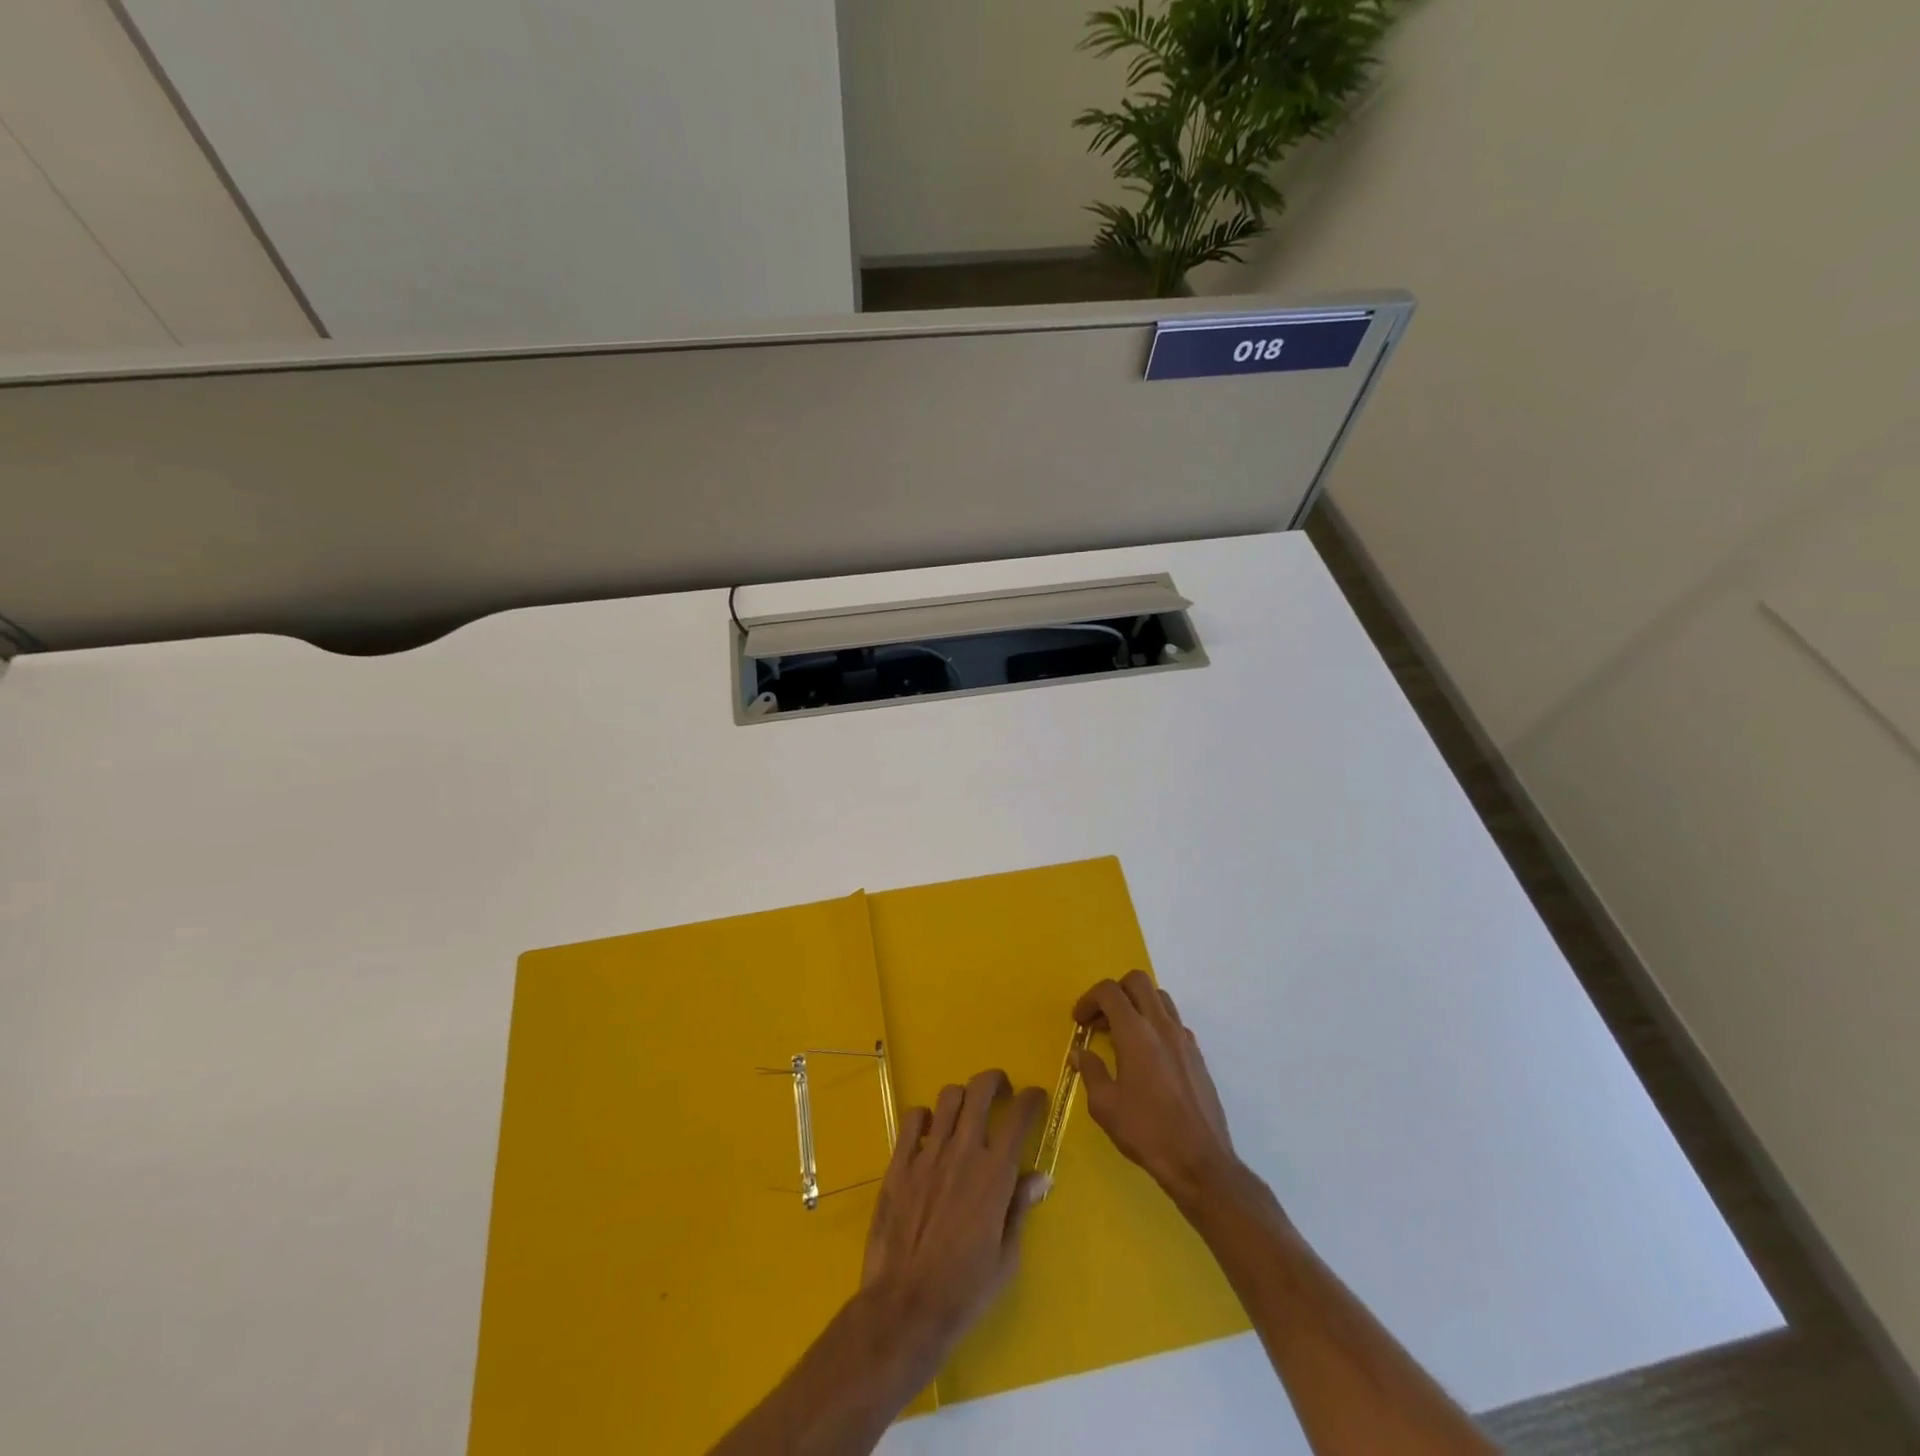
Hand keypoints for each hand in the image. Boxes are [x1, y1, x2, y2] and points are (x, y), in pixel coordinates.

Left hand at [859, 1069, 1049, 1362]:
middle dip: (995, 1080)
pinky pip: (912, 1119)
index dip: (1031, 1098)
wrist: (906, 1307)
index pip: (1019, 1116)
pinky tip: (930, 1131)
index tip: (1036, 1097)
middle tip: (1002, 1089)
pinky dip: (925, 1116)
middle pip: (980, 1090)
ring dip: (962, 1097)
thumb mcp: (1006, 1257)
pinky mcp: (899, 1163)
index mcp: (994, 1174)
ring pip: (948, 1097)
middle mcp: (962, 1152)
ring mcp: (927, 1154)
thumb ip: (1020, 1208)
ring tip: (966, 1111)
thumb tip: (1040, 1177)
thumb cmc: (964, 1290)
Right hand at [1074, 971, 1238, 1204]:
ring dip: (1137, 1004)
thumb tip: (1080, 1053)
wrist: (1201, 1162)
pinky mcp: (1197, 1054)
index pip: (1109, 992)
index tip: (1079, 1021)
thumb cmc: (1147, 1132)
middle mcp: (1162, 1026)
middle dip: (1114, 992)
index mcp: (1136, 1033)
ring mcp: (1184, 1038)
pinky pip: (1173, 1021)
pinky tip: (1147, 1055)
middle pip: (1138, 981)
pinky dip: (1155, 1023)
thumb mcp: (1105, 1106)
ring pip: (1159, 997)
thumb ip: (1090, 1071)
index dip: (1089, 999)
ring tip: (1122, 1033)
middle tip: (1101, 1019)